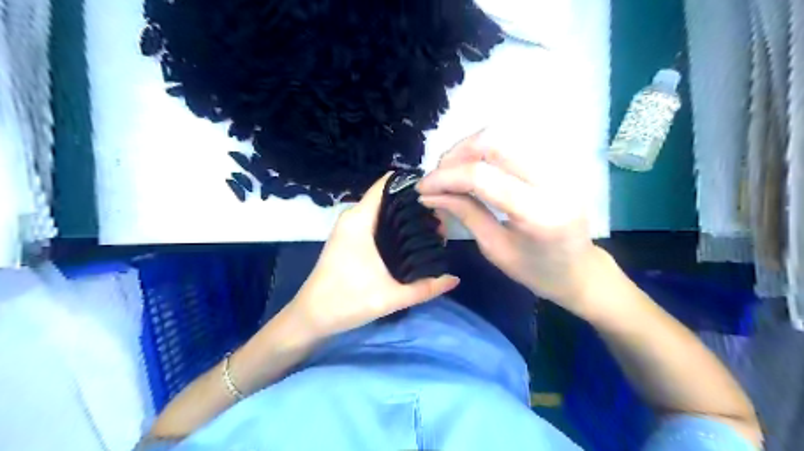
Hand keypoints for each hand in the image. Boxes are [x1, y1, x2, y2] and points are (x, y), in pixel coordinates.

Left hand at [284, 172, 457, 338]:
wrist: (311, 317)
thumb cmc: (346, 301)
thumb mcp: (391, 297)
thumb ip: (426, 288)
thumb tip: (455, 279)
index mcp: (360, 220)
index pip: (386, 184)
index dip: (412, 184)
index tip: (437, 193)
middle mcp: (353, 217)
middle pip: (388, 197)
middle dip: (414, 204)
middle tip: (440, 220)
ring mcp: (349, 227)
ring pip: (382, 210)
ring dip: (404, 216)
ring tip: (431, 229)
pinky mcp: (349, 238)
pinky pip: (376, 221)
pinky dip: (393, 225)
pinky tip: (411, 240)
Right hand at [418, 132, 605, 318]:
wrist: (580, 271)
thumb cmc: (537, 272)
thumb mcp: (495, 249)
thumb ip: (464, 214)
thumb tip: (430, 194)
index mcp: (539, 214)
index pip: (483, 177)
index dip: (446, 177)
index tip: (422, 188)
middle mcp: (554, 181)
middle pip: (495, 143)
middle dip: (456, 154)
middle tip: (437, 175)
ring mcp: (561, 168)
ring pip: (506, 136)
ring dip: (470, 147)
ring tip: (452, 170)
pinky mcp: (559, 163)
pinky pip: (516, 143)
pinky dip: (487, 149)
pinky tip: (475, 166)